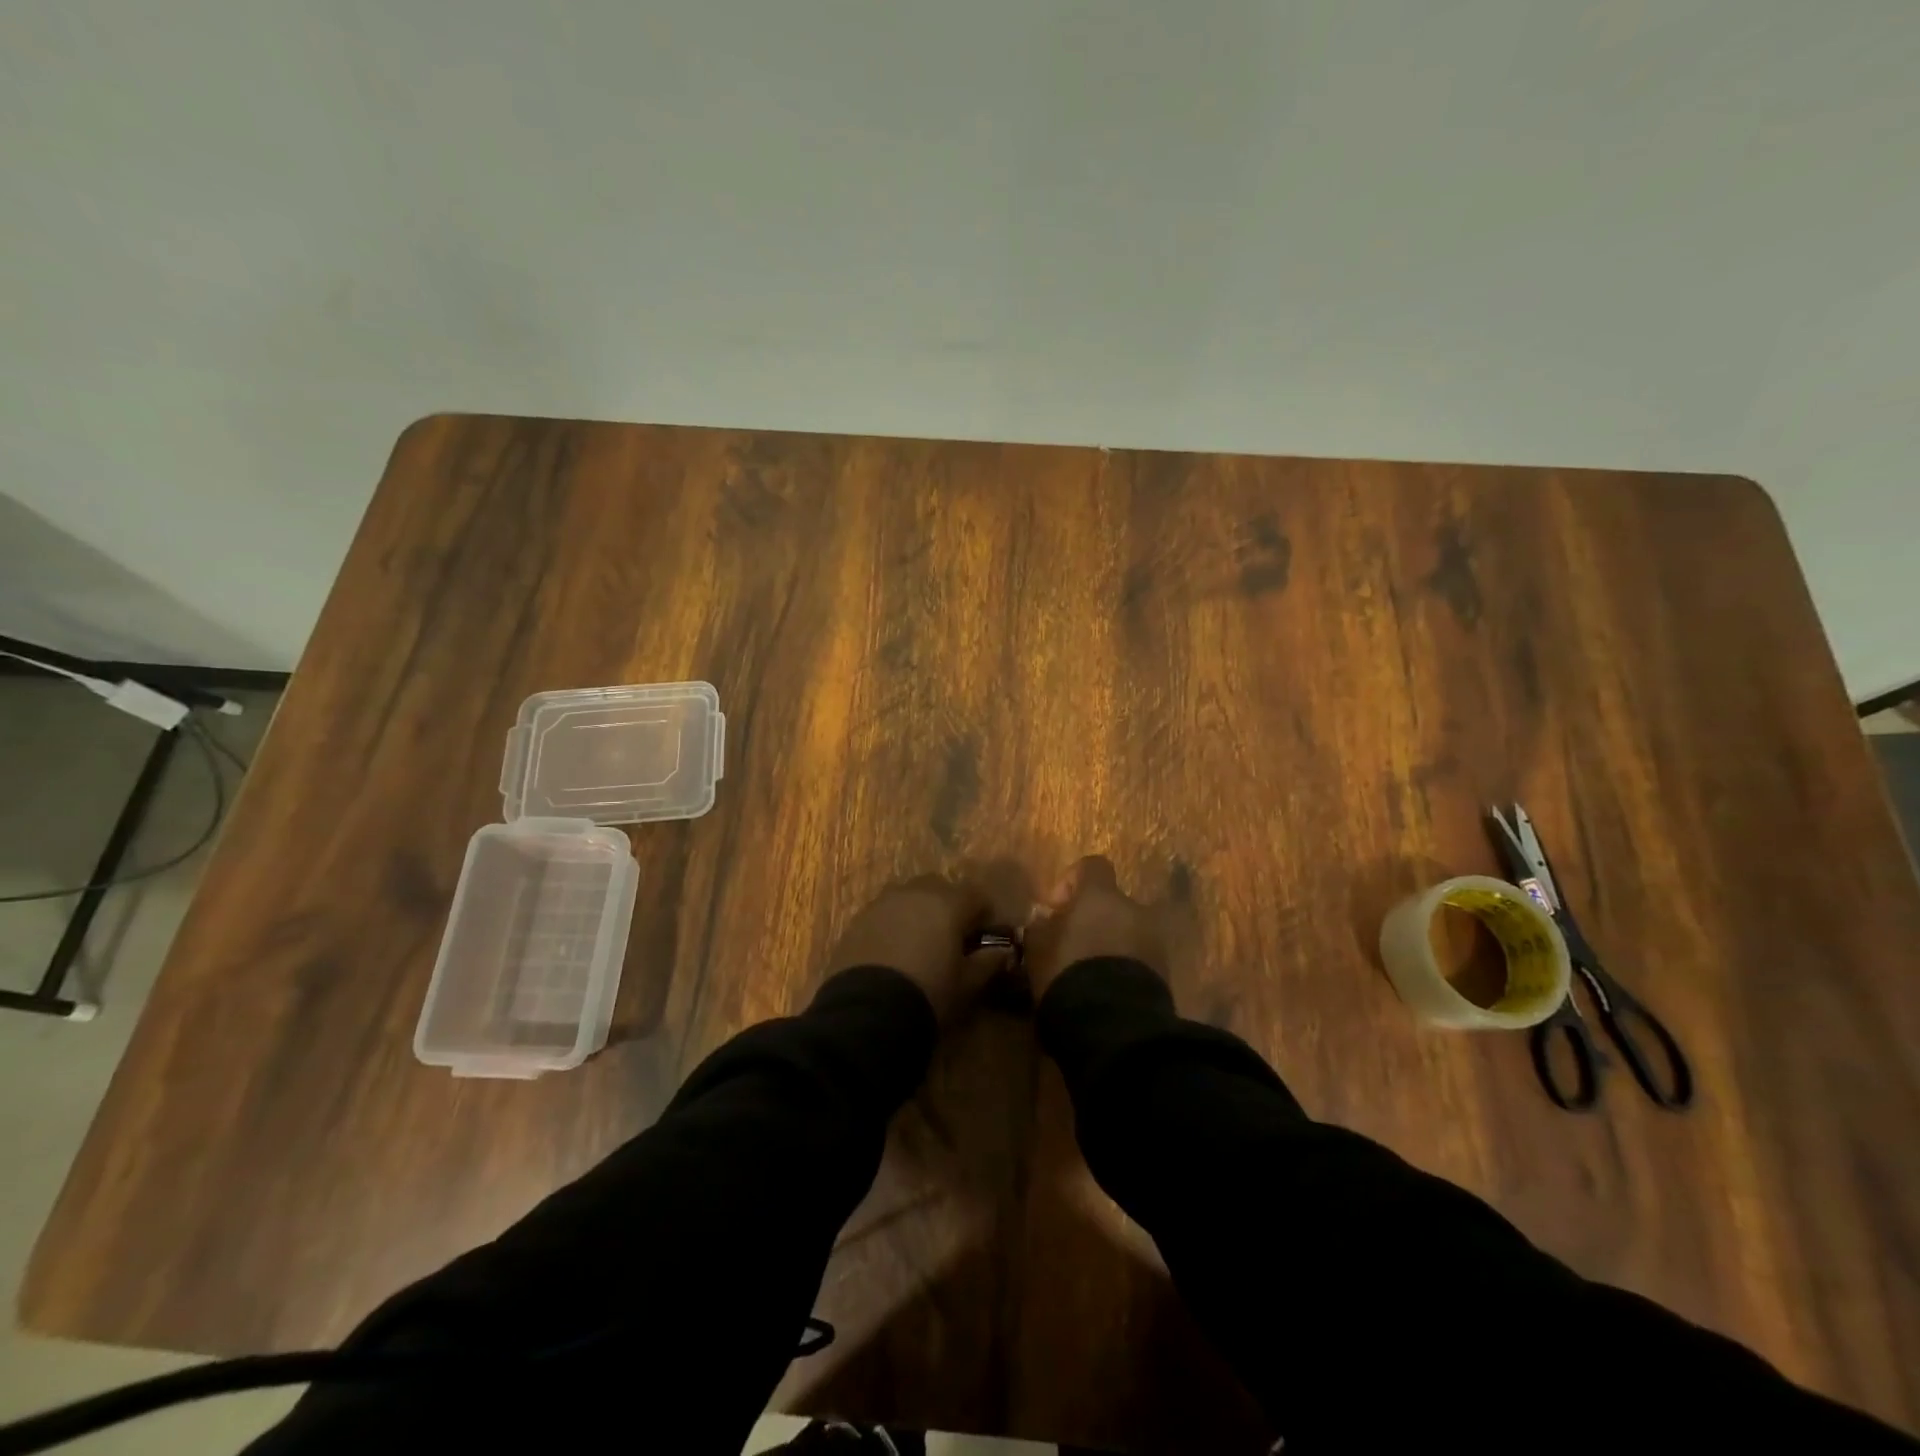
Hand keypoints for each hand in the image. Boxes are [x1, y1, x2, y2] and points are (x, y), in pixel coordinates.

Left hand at [827, 875, 1002, 1021]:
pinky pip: (884, 912)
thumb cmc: (928, 993)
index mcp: (948, 903)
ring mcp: (882, 903)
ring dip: (919, 912)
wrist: (866, 1012)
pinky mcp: (858, 919)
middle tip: (952, 937)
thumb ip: (988, 962)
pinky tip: (893, 951)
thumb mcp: (966, 984)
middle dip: (949, 906)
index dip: (984, 914)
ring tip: (920, 943)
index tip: (984, 936)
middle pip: (940, 888)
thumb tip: (1004, 952)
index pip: (976, 895)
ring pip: (909, 896)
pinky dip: (893, 924)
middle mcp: (915, 893)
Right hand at [1024, 856, 1167, 999]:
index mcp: (1101, 896)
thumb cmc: (1068, 973)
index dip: (1071, 882)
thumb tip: (1044, 919)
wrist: (1113, 1025)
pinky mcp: (1165, 971)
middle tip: (1071, 946)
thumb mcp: (1037, 949)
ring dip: (1110, 943)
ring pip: (1127, 931)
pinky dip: (1123, 967)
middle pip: (1111, 903)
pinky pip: (1139, 958)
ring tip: (1088, 973)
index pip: (1091, 866)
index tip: (1055, 909)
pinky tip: (1105, 991)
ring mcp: (1154, 940)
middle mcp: (1133, 909)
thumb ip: (1040, 926)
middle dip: (1092, 919)